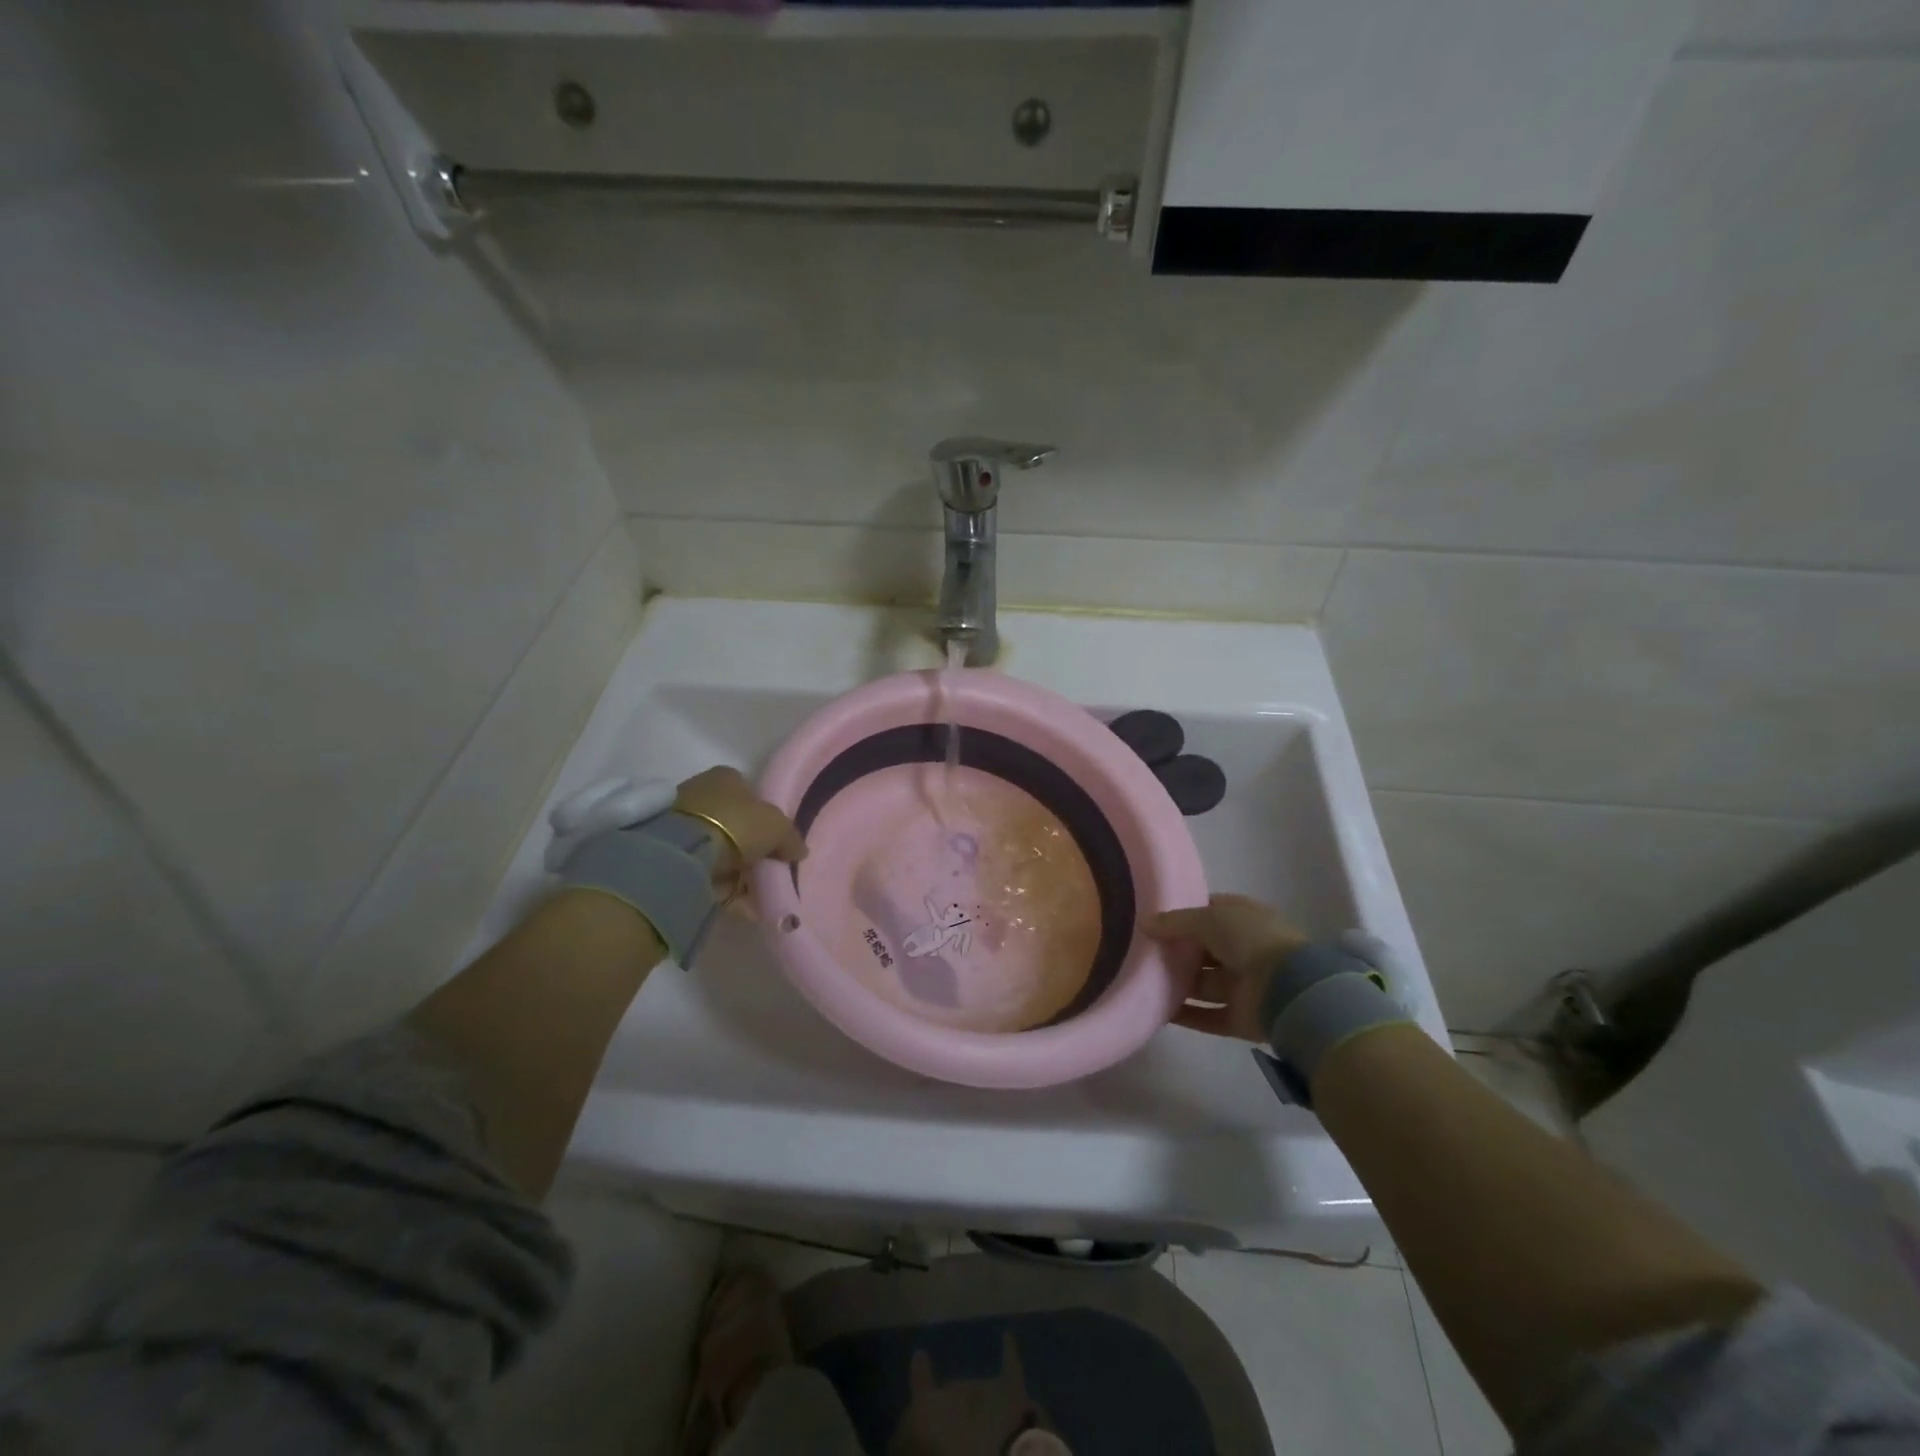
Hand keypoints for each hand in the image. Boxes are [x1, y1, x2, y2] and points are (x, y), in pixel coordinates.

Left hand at [673, 766, 806, 880]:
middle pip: (732, 820)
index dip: (764, 814)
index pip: (749, 791)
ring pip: (716, 846)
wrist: (682, 853)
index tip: (774, 839)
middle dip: (747, 844)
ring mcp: (680, 821)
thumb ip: (790, 837)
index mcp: (726, 776)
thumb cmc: (736, 824)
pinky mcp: (667, 850)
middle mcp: (701, 791)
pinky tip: (735, 900)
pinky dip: (719, 884)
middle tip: (764, 867)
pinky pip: (702, 868)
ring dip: (733, 867)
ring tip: (751, 890)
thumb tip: (799, 850)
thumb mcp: (777, 827)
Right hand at [1144, 894, 1306, 1041]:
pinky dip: (1186, 1015)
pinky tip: (1158, 1011)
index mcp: (1244, 919)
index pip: (1210, 911)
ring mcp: (1244, 985)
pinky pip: (1207, 1016)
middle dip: (1177, 951)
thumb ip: (1175, 922)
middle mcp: (1244, 950)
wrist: (1290, 990)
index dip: (1184, 913)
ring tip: (1143, 981)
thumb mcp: (1209, 918)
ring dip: (1178, 984)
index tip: (1155, 918)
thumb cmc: (1251, 940)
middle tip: (1142, 951)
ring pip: (1203, 984)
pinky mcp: (1240, 1018)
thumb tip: (1144, 923)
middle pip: (1203, 950)